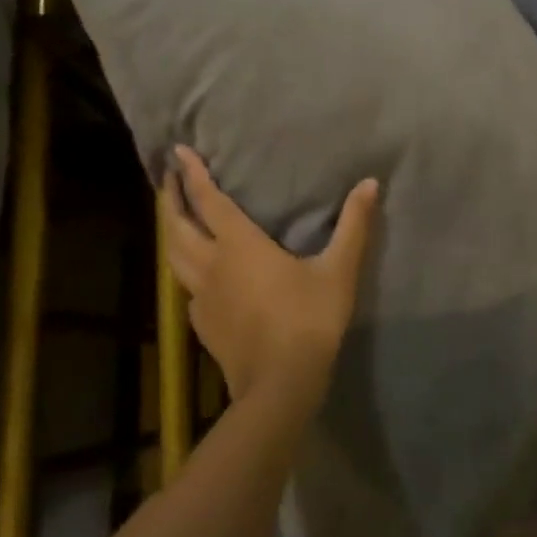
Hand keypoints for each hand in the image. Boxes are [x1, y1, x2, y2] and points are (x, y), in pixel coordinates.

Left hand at [162, 146, 378, 408]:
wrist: (280, 385)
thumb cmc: (309, 320)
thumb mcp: (338, 270)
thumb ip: (353, 225)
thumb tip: (369, 183)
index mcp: (239, 245)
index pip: (207, 200)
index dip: (192, 174)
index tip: (178, 150)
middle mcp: (211, 265)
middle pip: (177, 225)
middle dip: (169, 198)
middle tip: (167, 176)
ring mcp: (201, 297)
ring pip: (173, 256)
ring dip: (170, 231)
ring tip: (174, 217)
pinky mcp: (202, 324)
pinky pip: (186, 288)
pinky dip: (185, 269)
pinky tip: (197, 274)